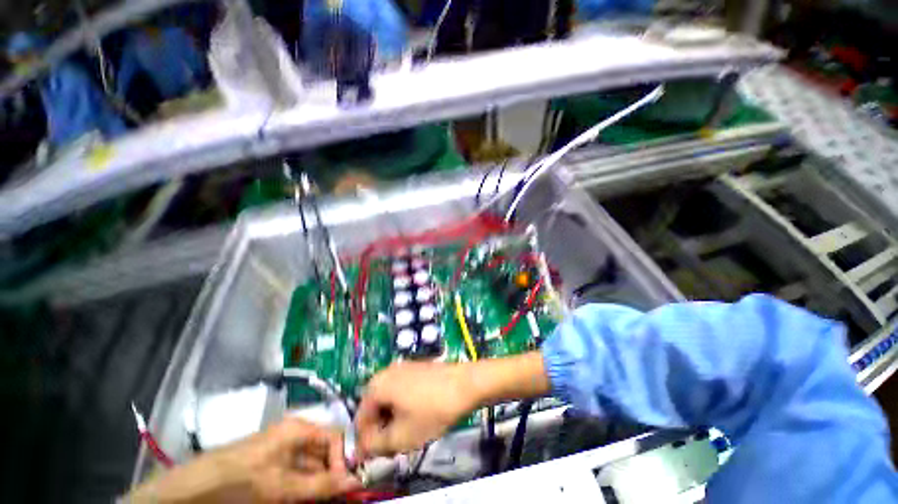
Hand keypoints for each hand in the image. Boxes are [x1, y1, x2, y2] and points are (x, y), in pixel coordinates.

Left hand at [127, 418, 360, 502]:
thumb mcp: (283, 486)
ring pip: (314, 469)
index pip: (337, 437)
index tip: (349, 485)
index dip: (346, 459)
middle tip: (341, 499)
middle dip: (335, 477)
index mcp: (300, 429)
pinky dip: (306, 492)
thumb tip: (357, 481)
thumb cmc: (241, 481)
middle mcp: (296, 438)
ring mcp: (284, 455)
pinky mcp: (275, 471)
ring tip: (326, 502)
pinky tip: (307, 502)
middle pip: (326, 454)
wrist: (195, 492)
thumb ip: (320, 484)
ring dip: (321, 487)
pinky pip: (299, 479)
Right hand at [355, 362, 477, 458]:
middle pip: (374, 408)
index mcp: (376, 385)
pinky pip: (401, 390)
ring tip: (408, 431)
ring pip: (388, 400)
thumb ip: (375, 446)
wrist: (465, 384)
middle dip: (381, 429)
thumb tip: (363, 448)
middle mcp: (386, 371)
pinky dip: (403, 406)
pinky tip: (418, 415)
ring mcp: (402, 367)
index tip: (378, 456)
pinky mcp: (416, 367)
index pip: (360, 420)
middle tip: (395, 445)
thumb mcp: (401, 437)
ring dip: (392, 419)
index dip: (366, 442)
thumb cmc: (432, 411)